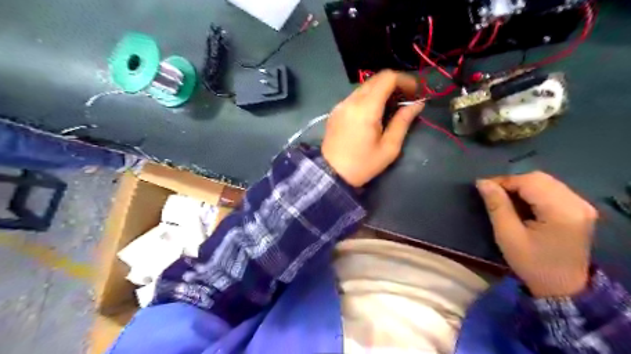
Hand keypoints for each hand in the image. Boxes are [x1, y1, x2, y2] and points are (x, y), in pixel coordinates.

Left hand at [322, 69, 419, 188]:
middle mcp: (351, 100)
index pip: (387, 78)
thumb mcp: (389, 148)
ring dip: (381, 91)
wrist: (331, 174)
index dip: (405, 80)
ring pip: (365, 87)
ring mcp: (341, 104)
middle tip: (406, 99)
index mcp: (366, 108)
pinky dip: (369, 98)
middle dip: (395, 84)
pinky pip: (355, 96)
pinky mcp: (335, 111)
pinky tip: (374, 113)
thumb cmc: (362, 164)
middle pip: (376, 79)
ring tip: (392, 107)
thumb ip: (403, 122)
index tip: (415, 92)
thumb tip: (417, 104)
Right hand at [479, 173, 597, 296]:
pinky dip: (533, 192)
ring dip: (522, 186)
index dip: (503, 181)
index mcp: (561, 211)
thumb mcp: (507, 235)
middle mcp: (577, 203)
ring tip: (505, 198)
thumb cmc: (531, 263)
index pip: (529, 182)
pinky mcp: (579, 209)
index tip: (483, 188)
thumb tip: (482, 182)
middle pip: (539, 178)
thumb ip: (496, 205)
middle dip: (512, 182)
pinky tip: (522, 203)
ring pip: (545, 181)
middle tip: (493, 194)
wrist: (562, 287)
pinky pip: (552, 189)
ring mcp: (582, 206)